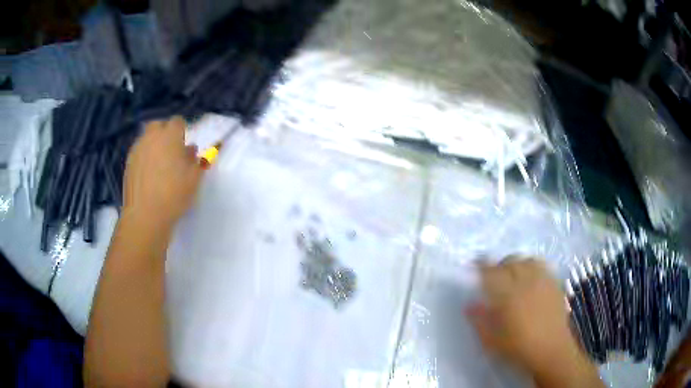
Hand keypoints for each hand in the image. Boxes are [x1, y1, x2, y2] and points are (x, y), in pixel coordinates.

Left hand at [123, 117, 203, 230]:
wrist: (145, 214)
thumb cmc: (174, 193)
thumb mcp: (194, 178)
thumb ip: (196, 160)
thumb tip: (191, 150)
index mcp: (170, 136)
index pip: (177, 121)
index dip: (182, 131)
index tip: (185, 146)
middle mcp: (151, 137)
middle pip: (158, 125)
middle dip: (165, 133)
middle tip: (171, 151)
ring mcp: (137, 149)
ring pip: (147, 138)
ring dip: (154, 145)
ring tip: (159, 165)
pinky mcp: (128, 163)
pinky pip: (139, 152)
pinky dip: (144, 157)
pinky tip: (148, 175)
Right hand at [468, 258, 601, 387]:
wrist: (551, 351)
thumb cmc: (519, 349)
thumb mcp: (492, 341)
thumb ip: (479, 321)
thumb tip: (469, 304)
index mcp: (508, 296)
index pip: (492, 273)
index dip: (482, 265)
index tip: (475, 263)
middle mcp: (526, 282)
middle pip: (510, 262)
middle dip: (499, 265)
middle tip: (494, 276)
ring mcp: (542, 281)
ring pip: (527, 261)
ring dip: (517, 264)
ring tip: (513, 275)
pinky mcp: (554, 284)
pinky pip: (542, 266)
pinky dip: (532, 266)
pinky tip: (531, 278)